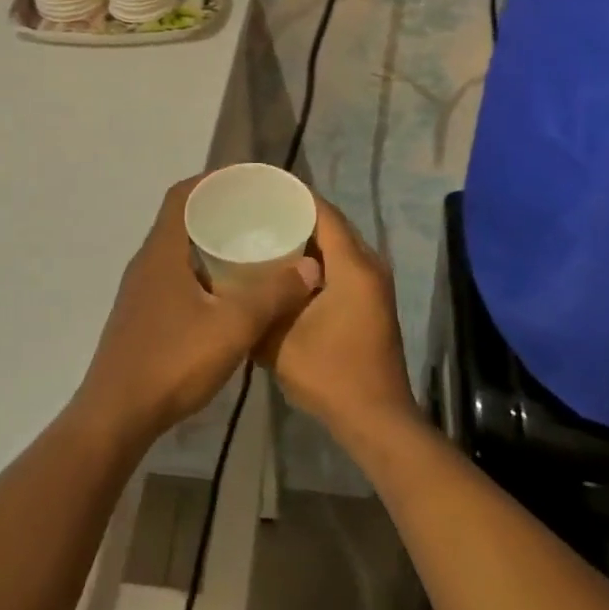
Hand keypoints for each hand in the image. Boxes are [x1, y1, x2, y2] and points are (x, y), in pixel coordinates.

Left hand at [74, 176, 320, 447]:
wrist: (116, 416)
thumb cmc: (172, 362)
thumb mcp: (233, 327)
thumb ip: (273, 295)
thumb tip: (311, 267)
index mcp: (163, 251)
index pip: (182, 195)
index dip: (212, 180)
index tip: (246, 181)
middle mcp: (147, 262)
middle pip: (181, 218)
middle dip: (218, 209)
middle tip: (257, 213)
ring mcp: (140, 290)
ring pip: (177, 249)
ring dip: (208, 241)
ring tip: (248, 246)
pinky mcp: (141, 315)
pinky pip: (173, 274)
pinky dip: (200, 269)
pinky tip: (226, 291)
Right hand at [257, 193, 420, 452]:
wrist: (376, 420)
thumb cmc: (330, 375)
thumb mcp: (280, 340)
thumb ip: (258, 306)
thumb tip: (231, 281)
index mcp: (353, 266)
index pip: (322, 212)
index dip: (293, 196)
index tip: (259, 189)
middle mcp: (369, 265)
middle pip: (331, 224)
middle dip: (296, 214)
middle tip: (256, 210)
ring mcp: (374, 283)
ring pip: (338, 244)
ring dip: (307, 237)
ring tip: (266, 232)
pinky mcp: (371, 300)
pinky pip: (342, 263)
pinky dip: (317, 258)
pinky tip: (286, 268)